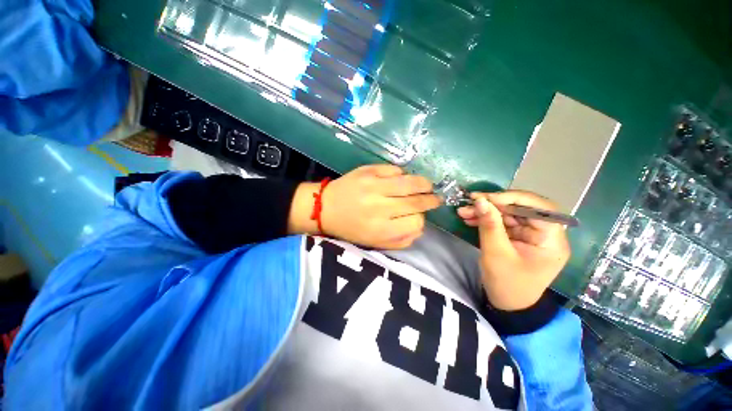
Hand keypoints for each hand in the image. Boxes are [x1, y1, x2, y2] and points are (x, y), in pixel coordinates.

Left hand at [288, 165, 440, 248]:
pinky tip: (400, 179)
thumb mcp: (375, 243)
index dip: (421, 220)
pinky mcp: (368, 171)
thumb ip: (401, 240)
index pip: (416, 223)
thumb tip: (420, 226)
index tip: (419, 217)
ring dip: (424, 184)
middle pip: (417, 202)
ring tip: (427, 186)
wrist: (325, 207)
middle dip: (431, 200)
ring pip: (411, 182)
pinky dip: (402, 174)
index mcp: (381, 230)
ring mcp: (374, 186)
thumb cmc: (351, 228)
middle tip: (435, 198)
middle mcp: (380, 208)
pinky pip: (395, 169)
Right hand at [457, 191, 569, 310]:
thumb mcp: (496, 254)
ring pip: (508, 214)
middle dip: (493, 205)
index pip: (540, 208)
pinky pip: (502, 223)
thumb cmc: (507, 284)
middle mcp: (545, 234)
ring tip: (463, 212)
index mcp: (551, 241)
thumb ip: (490, 226)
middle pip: (521, 209)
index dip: (515, 198)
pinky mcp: (518, 238)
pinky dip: (485, 219)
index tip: (488, 198)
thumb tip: (480, 201)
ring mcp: (530, 235)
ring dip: (485, 211)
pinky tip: (469, 219)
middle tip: (469, 202)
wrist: (507, 305)